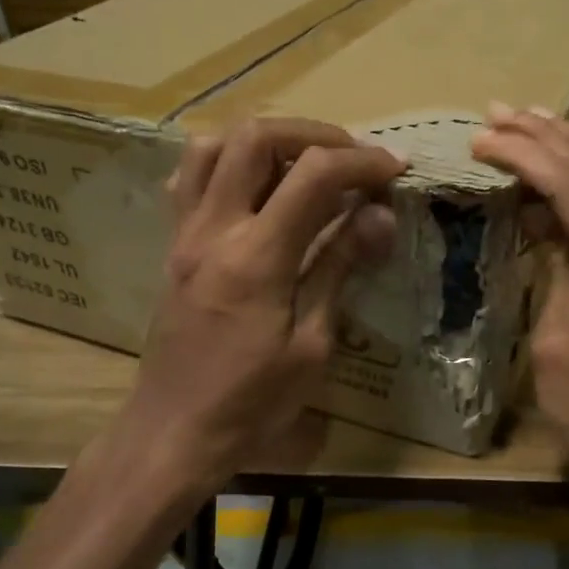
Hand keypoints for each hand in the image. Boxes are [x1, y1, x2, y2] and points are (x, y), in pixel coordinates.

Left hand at [117, 118, 404, 492]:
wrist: (174, 432)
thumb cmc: (252, 403)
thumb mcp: (311, 346)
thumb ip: (339, 269)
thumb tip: (378, 215)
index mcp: (255, 258)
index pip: (313, 175)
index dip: (361, 162)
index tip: (395, 170)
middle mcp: (213, 230)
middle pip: (255, 137)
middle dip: (314, 135)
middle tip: (351, 161)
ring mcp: (184, 235)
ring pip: (213, 146)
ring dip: (265, 142)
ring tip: (304, 167)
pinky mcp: (173, 247)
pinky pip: (190, 180)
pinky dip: (228, 165)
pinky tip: (256, 191)